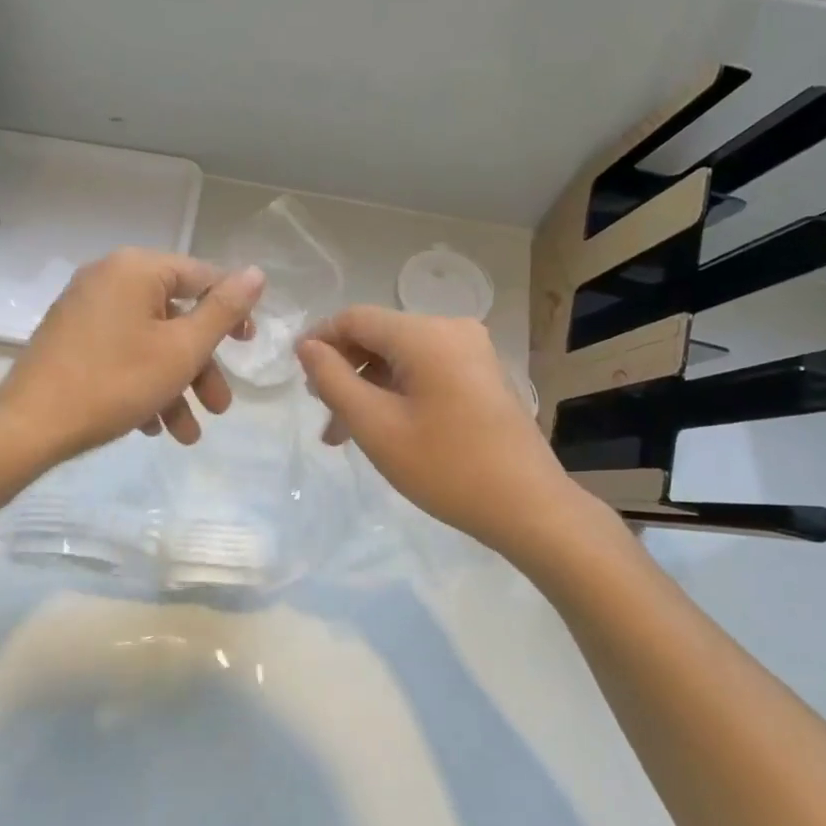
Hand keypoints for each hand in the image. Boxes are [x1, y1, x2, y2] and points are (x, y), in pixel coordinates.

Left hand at [0, 248, 265, 466]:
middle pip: (175, 316)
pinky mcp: (70, 338)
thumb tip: (256, 272)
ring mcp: (85, 309)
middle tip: (220, 406)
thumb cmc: (115, 381)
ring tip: (187, 435)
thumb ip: (223, 310)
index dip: (232, 311)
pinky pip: (121, 352)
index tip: (248, 347)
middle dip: (201, 367)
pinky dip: (142, 384)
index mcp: (137, 268)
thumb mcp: (182, 349)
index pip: (202, 276)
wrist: (30, 425)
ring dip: (175, 386)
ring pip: (149, 342)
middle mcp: (109, 278)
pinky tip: (152, 427)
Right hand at [297, 307, 579, 555]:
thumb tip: (308, 346)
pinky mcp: (482, 375)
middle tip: (323, 414)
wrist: (529, 508)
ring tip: (344, 434)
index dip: (319, 340)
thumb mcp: (375, 425)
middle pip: (379, 337)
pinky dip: (398, 393)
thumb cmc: (446, 466)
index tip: (296, 374)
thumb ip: (333, 380)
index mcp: (425, 334)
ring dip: (369, 389)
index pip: (355, 318)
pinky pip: (426, 371)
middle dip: (345, 372)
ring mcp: (472, 352)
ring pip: (401, 358)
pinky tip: (384, 429)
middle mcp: (451, 330)